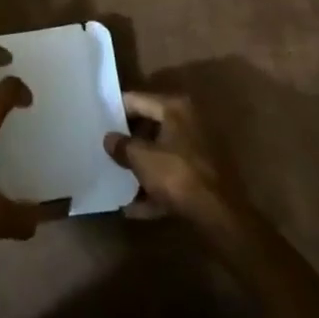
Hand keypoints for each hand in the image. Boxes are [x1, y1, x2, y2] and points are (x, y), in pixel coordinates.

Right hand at [103, 90, 246, 237]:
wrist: (221, 217)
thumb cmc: (177, 176)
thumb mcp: (141, 159)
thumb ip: (121, 145)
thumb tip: (109, 139)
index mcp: (174, 108)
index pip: (136, 100)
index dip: (114, 110)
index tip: (97, 121)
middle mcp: (189, 122)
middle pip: (149, 126)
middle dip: (128, 141)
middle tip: (105, 150)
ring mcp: (199, 150)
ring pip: (160, 153)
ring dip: (140, 167)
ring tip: (116, 179)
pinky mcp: (204, 176)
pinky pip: (172, 176)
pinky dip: (155, 188)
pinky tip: (134, 207)